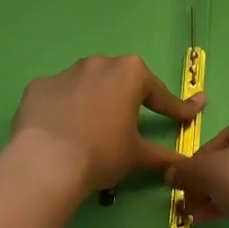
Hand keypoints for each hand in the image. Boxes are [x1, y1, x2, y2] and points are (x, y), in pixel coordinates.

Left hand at [12, 55, 203, 198]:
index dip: (176, 108)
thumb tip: (182, 164)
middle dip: (128, 99)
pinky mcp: (38, 86)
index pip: (160, 94)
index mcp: (130, 73)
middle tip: (130, 124)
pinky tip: (61, 131)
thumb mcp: (137, 155)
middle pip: (120, 81)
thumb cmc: (102, 153)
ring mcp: (65, 72)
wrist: (46, 162)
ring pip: (87, 85)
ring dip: (94, 101)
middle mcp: (99, 63)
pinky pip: (58, 96)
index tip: (190, 115)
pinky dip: (63, 109)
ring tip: (91, 129)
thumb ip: (163, 155)